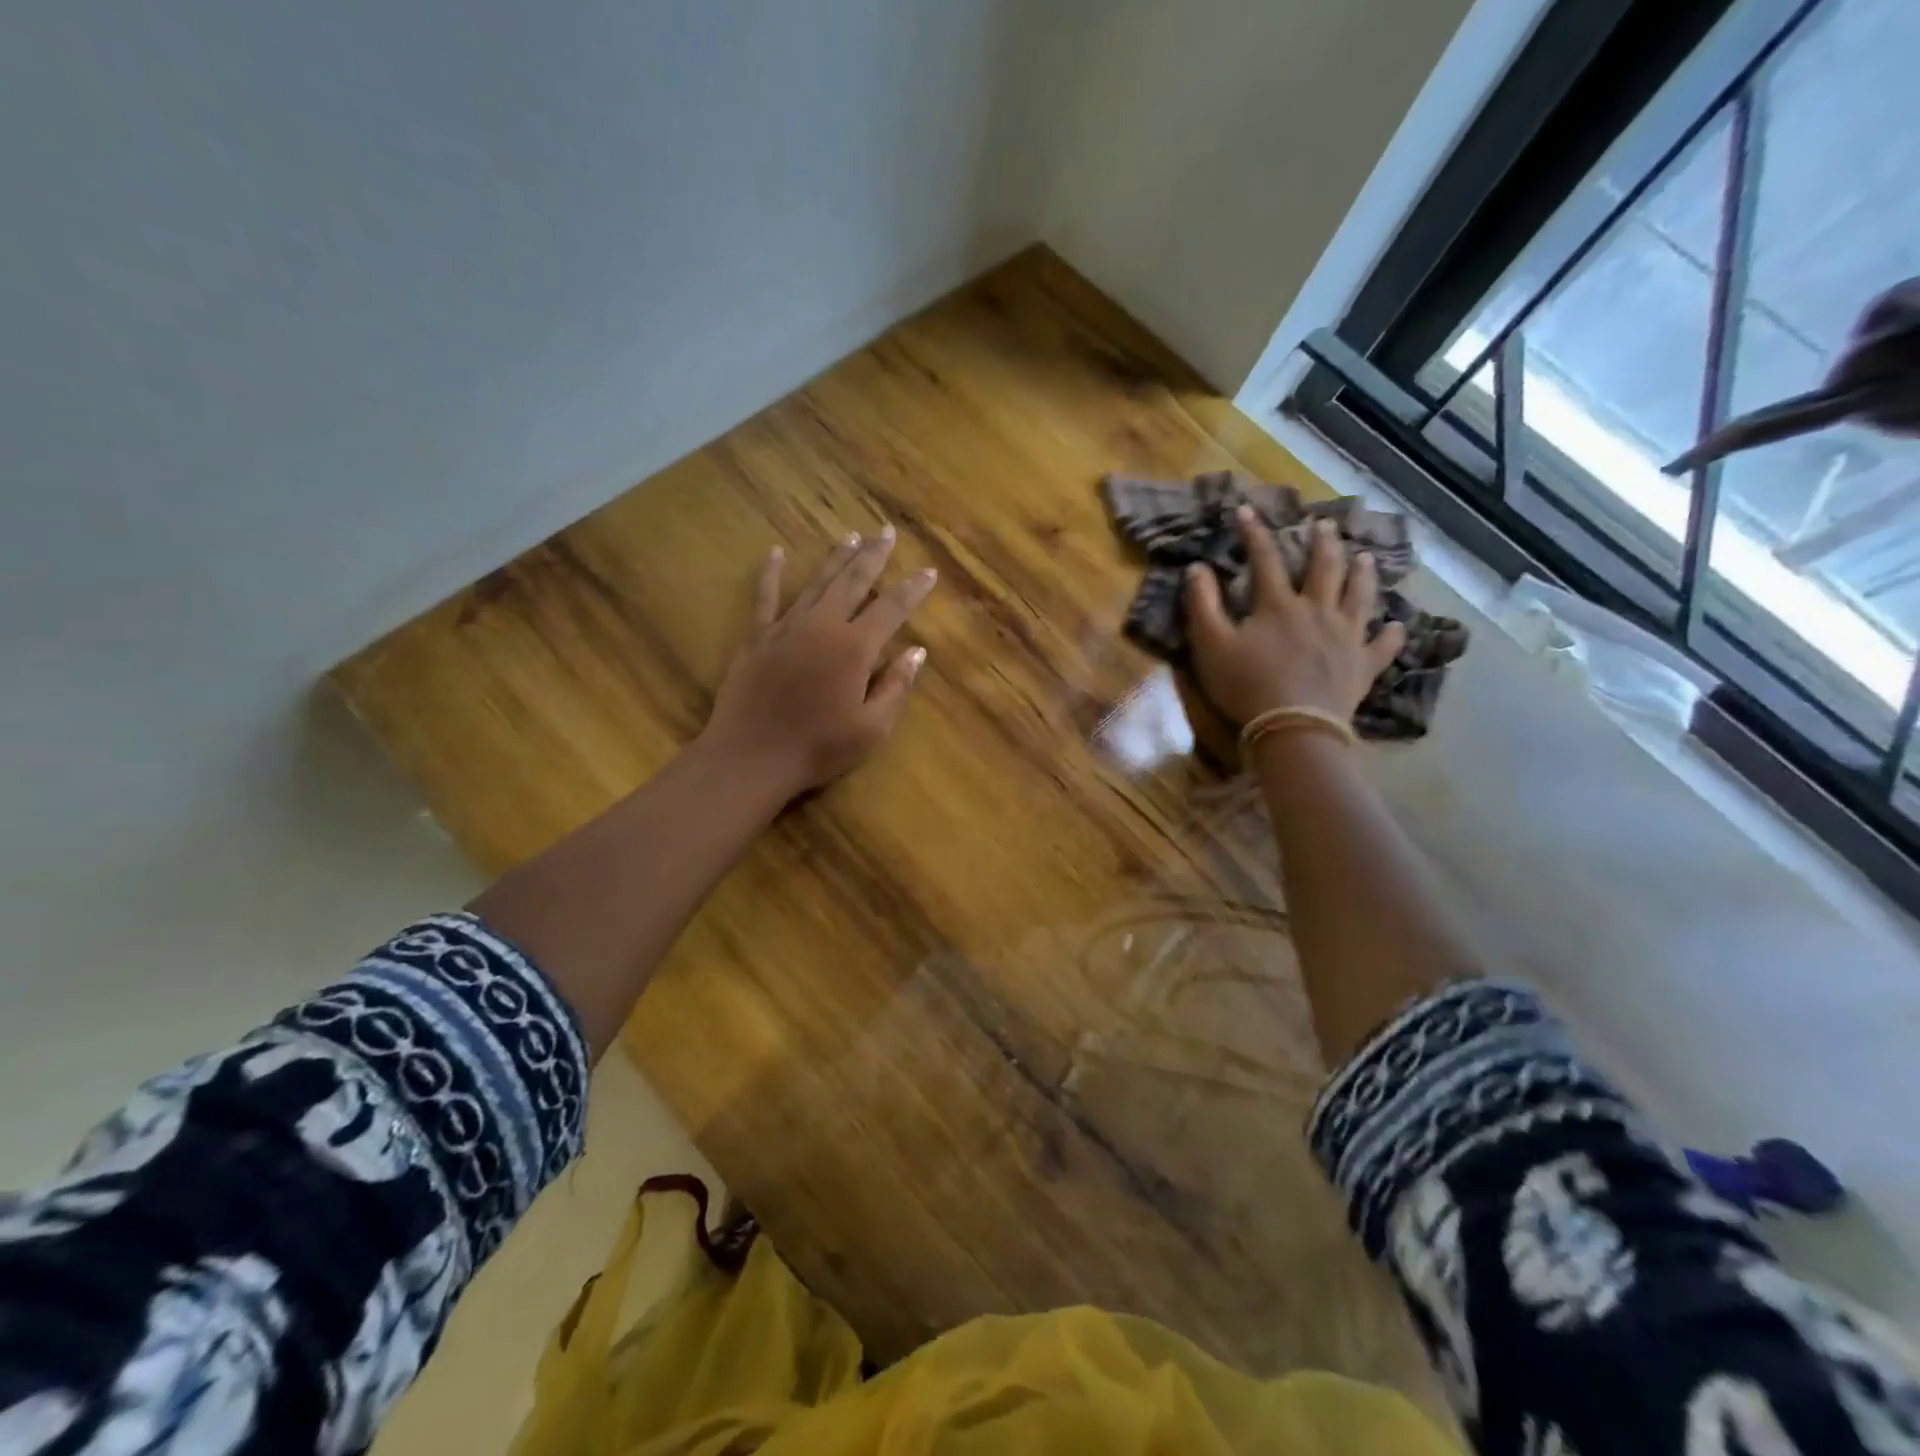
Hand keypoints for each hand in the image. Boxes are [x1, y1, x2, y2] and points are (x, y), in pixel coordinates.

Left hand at [699, 526, 936, 797]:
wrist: (751, 758)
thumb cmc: (818, 748)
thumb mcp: (872, 729)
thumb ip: (896, 686)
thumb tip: (917, 651)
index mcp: (855, 648)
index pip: (892, 609)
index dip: (913, 589)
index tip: (928, 571)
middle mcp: (822, 626)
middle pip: (853, 581)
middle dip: (873, 556)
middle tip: (887, 531)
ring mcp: (786, 628)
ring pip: (816, 582)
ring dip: (836, 557)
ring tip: (852, 535)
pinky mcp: (757, 638)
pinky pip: (766, 597)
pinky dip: (772, 574)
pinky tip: (776, 553)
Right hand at [1184, 507, 1404, 724]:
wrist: (1294, 727)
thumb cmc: (1247, 685)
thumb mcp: (1211, 645)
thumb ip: (1203, 605)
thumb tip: (1197, 568)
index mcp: (1278, 605)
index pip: (1265, 559)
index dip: (1254, 533)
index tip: (1245, 510)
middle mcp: (1317, 611)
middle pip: (1324, 569)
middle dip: (1322, 544)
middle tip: (1325, 525)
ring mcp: (1346, 638)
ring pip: (1359, 597)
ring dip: (1362, 575)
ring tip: (1366, 558)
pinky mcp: (1363, 666)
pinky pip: (1383, 646)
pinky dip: (1392, 635)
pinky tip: (1399, 626)